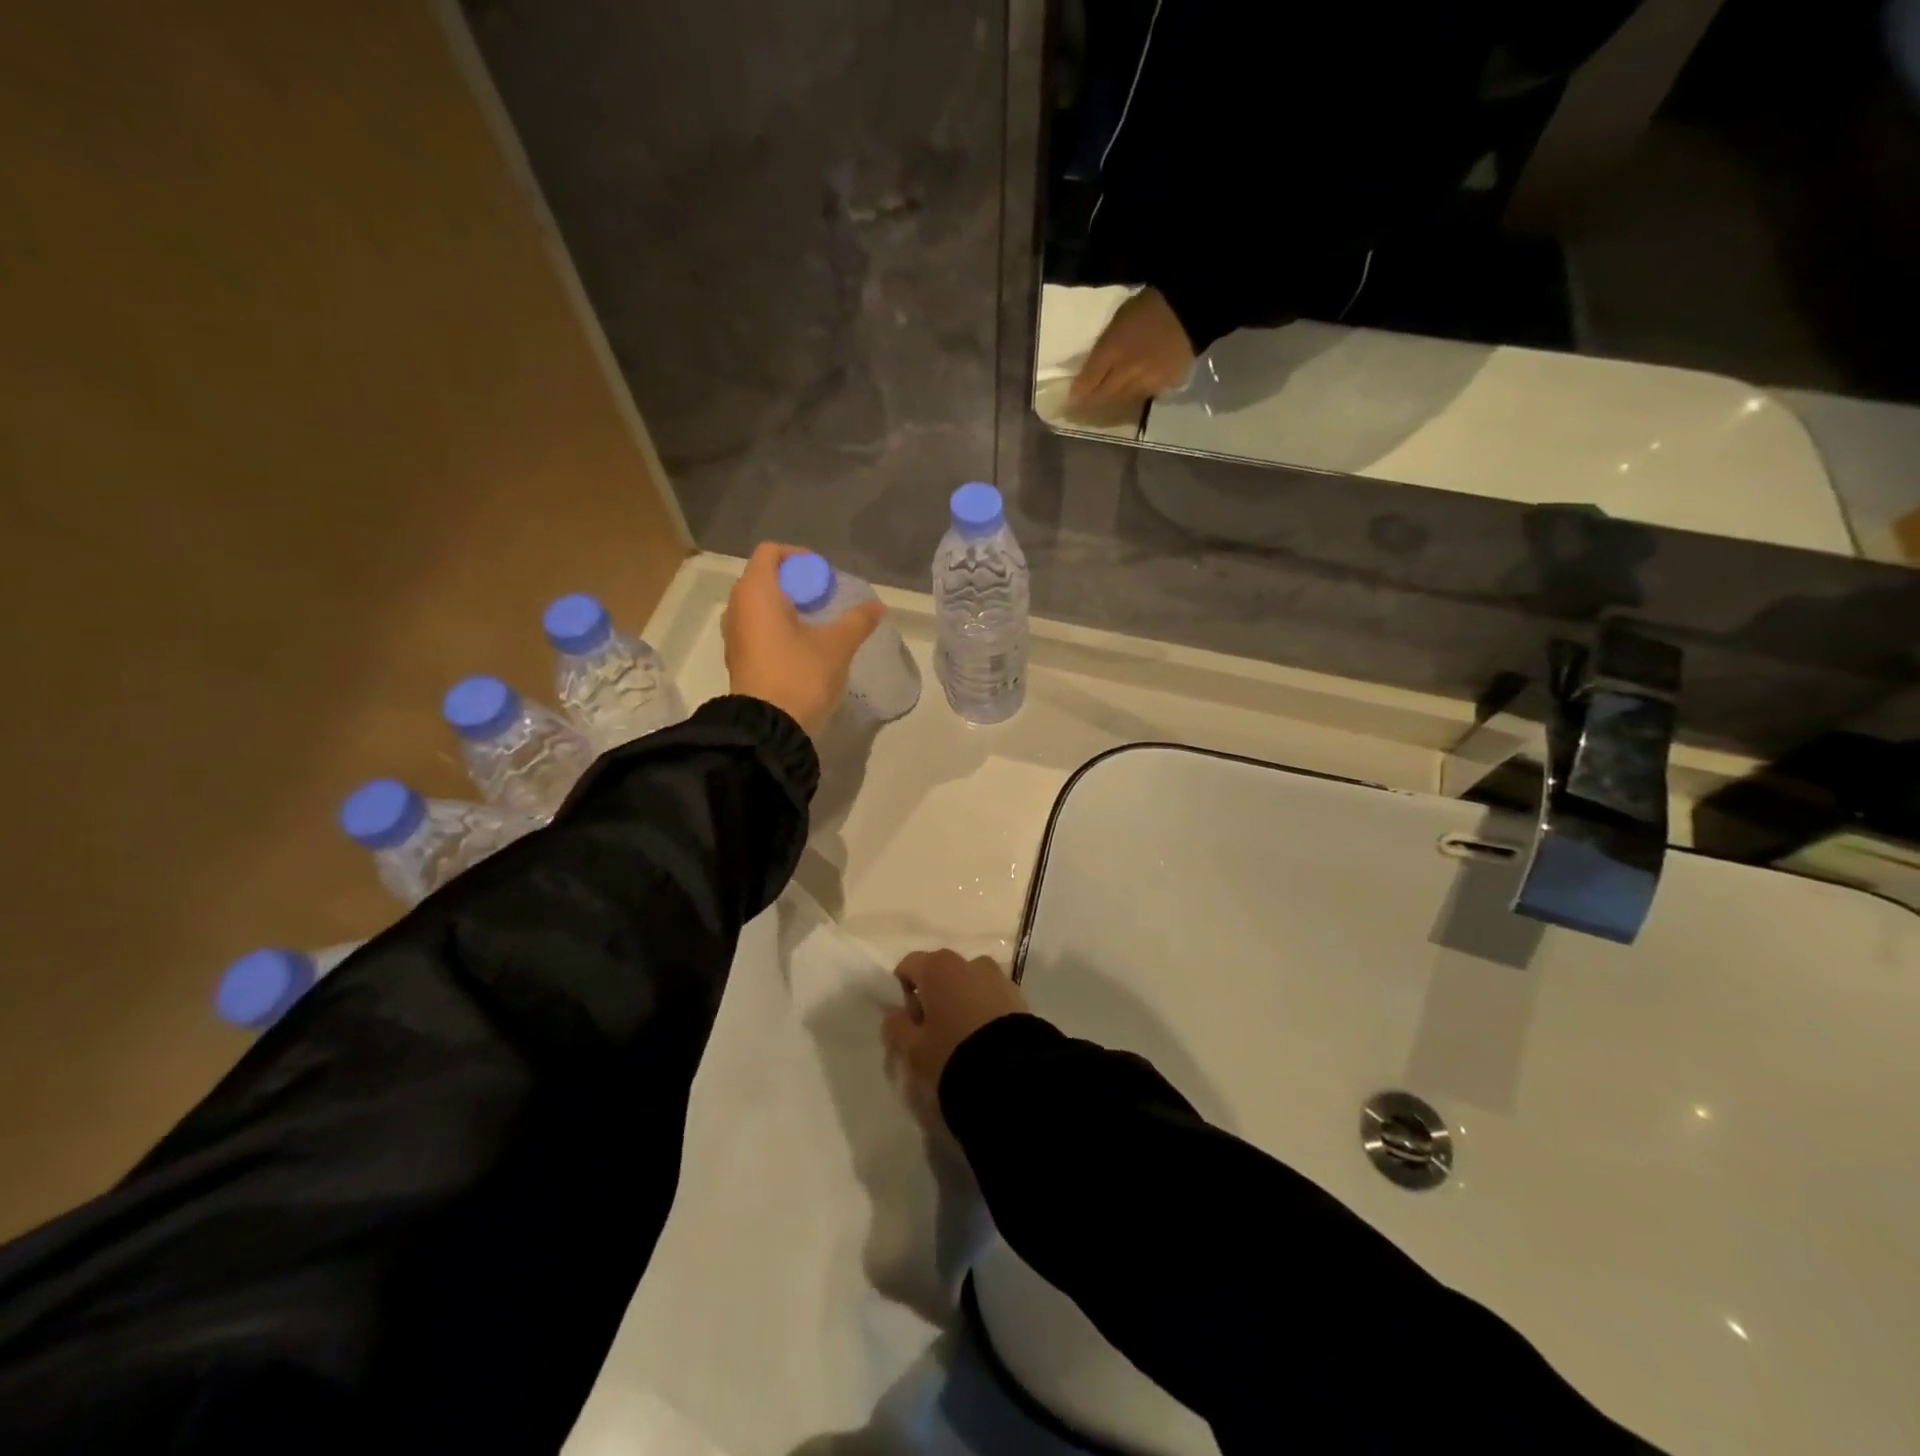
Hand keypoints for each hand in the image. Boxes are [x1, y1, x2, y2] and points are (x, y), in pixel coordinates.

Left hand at [724, 542, 884, 739]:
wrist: (770, 728)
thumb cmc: (800, 676)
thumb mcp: (837, 646)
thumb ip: (858, 621)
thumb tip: (878, 606)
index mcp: (756, 593)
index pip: (770, 553)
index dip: (798, 556)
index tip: (823, 576)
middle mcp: (737, 607)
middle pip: (763, 577)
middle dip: (795, 582)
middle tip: (824, 599)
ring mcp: (733, 634)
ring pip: (758, 604)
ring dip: (785, 606)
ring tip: (815, 622)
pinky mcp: (737, 657)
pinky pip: (755, 627)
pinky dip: (775, 626)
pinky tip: (801, 645)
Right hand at [882, 950, 1027, 1132]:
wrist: (1011, 1073)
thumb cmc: (951, 1053)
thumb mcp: (912, 1049)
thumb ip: (895, 1027)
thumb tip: (895, 1014)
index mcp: (937, 967)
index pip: (908, 966)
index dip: (904, 993)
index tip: (910, 1023)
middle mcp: (968, 961)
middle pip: (940, 972)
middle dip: (934, 996)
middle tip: (934, 1033)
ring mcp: (997, 976)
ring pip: (968, 984)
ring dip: (961, 1001)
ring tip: (963, 1037)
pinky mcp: (1018, 995)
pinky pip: (990, 996)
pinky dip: (983, 1010)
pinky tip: (984, 1039)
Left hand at [1068, 287, 1195, 419]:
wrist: (1190, 308)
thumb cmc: (1149, 307)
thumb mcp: (1117, 322)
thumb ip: (1102, 350)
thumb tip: (1088, 374)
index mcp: (1112, 350)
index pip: (1088, 381)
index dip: (1077, 394)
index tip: (1069, 402)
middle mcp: (1127, 371)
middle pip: (1104, 396)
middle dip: (1092, 402)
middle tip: (1084, 408)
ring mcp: (1147, 382)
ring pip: (1123, 400)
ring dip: (1113, 401)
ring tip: (1108, 400)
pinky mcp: (1165, 386)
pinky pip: (1144, 396)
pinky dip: (1136, 394)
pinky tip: (1136, 389)